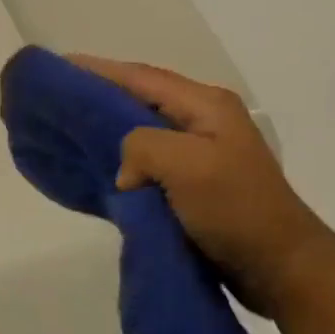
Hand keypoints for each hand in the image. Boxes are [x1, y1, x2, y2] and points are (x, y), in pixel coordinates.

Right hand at [68, 55, 334, 317]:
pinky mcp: (190, 184)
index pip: (142, 78)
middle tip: (56, 98)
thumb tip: (123, 171)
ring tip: (67, 128)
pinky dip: (118, 160)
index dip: (99, 70)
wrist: (278, 266)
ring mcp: (198, 154)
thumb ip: (143, 147)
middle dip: (99, 95)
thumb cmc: (236, 209)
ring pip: (140, 131)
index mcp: (205, 106)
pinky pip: (144, 162)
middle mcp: (201, 122)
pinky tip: (95, 167)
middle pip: (140, 99)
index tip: (59, 67)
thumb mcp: (188, 165)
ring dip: (106, 129)